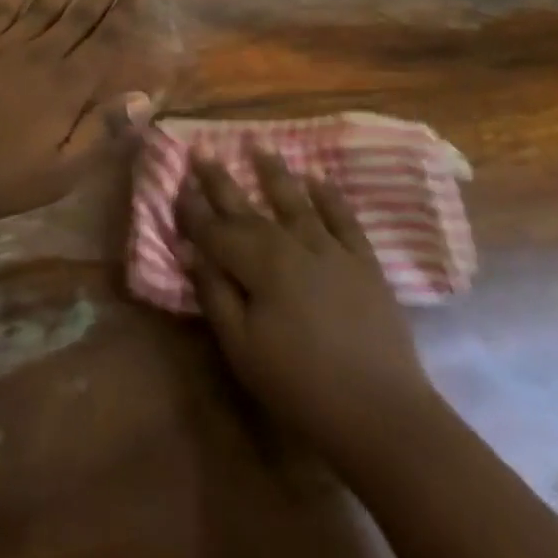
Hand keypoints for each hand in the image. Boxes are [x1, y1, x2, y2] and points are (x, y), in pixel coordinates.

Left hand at [0, 0, 157, 220]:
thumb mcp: (61, 171)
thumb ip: (102, 133)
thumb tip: (144, 98)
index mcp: (67, 86)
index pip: (104, 42)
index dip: (124, 14)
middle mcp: (43, 54)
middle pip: (78, 14)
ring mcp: (6, 43)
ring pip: (44, 2)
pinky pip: (4, 4)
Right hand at [178, 149, 436, 460]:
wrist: (380, 412)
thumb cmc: (300, 386)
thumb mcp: (243, 349)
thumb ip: (214, 294)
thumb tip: (190, 251)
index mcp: (258, 264)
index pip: (215, 230)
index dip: (193, 209)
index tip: (176, 183)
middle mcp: (291, 243)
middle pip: (248, 208)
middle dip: (220, 181)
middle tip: (202, 151)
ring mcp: (331, 248)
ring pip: (295, 202)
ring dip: (274, 173)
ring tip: (259, 145)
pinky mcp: (363, 261)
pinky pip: (343, 218)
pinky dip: (330, 197)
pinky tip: (318, 179)